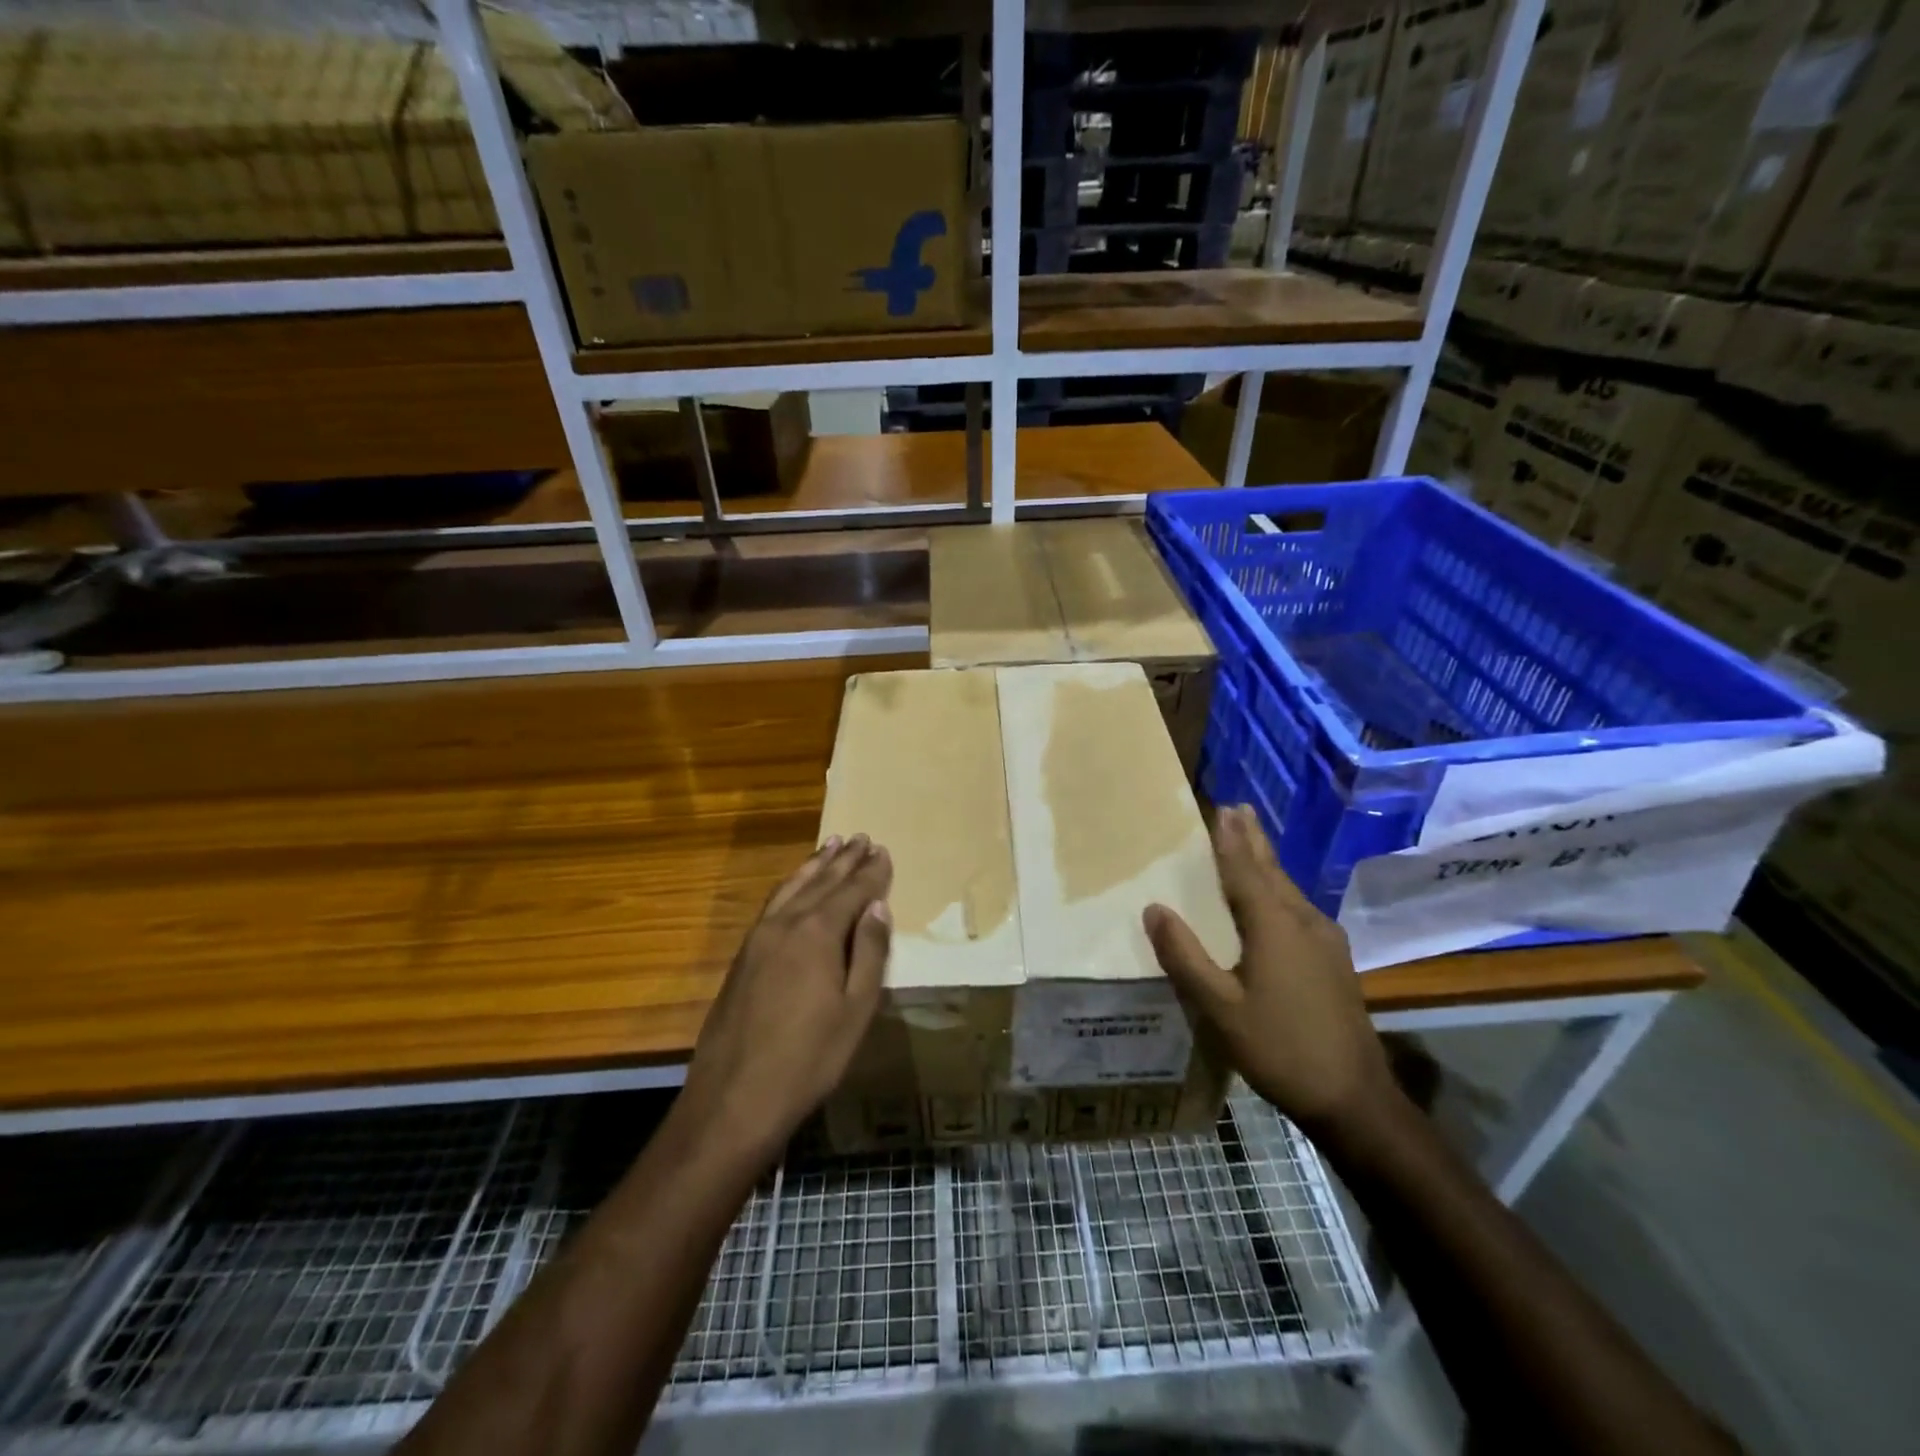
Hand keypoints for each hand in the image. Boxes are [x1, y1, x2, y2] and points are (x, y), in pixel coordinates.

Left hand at [680, 835, 892, 1163]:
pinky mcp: (743, 956)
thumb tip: (878, 907)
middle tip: (861, 838)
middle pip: (821, 882)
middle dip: (844, 860)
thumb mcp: (855, 1010)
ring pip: (792, 888)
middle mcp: (786, 923)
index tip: (884, 851)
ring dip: (814, 866)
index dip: (871, 872)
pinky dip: (791, 886)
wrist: (734, 1098)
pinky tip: (795, 887)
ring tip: (831, 846)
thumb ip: (869, 953)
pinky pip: (773, 904)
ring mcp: (758, 938)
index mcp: (818, 933)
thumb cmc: (809, 1059)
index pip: (852, 891)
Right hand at [1143, 805, 1395, 1141]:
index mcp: (1275, 926)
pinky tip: (1274, 899)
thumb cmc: (1280, 1049)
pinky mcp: (1335, 961)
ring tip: (1250, 842)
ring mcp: (1326, 941)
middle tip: (1239, 809)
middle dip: (1254, 840)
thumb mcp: (1219, 1008)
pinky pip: (1298, 909)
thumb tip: (1154, 909)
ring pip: (1289, 890)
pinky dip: (1278, 890)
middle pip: (1272, 871)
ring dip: (1266, 863)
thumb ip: (1185, 956)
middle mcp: (1304, 922)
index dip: (1230, 839)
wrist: (1354, 1099)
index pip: (1245, 870)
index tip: (1222, 807)